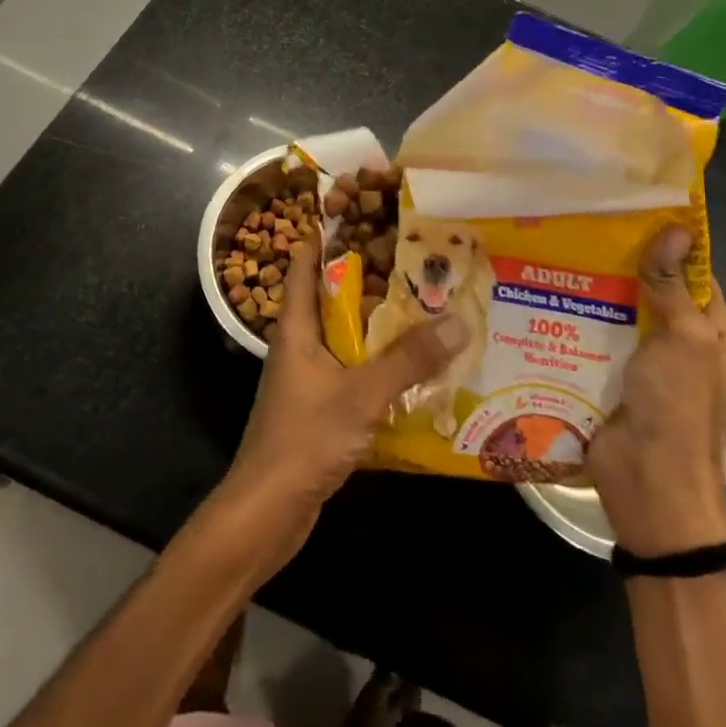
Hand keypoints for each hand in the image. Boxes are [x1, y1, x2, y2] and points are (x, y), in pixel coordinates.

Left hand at [210, 242, 468, 575]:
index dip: (326, 236)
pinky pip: (354, 373)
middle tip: (416, 260)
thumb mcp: (361, 395)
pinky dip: (380, 365)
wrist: (267, 513)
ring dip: (380, 326)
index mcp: (297, 328)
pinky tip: (416, 368)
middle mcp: (300, 346)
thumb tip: (458, 321)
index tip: (362, 213)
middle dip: (371, 280)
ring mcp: (309, 379)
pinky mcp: (321, 409)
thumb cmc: (304, 440)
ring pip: (347, 338)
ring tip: (426, 308)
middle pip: (334, 300)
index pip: (304, 266)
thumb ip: (408, 360)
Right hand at [588, 226, 725, 555]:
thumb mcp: (685, 340)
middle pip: (654, 293)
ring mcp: (646, 366)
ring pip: (620, 314)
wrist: (650, 486)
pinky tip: (548, 296)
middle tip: (583, 226)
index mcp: (716, 337)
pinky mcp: (611, 379)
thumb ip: (673, 286)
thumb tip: (677, 229)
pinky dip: (578, 321)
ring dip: (595, 291)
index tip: (633, 211)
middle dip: (624, 264)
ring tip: (557, 252)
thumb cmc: (678, 408)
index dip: (672, 245)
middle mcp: (683, 347)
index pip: (697, 276)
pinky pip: (596, 341)